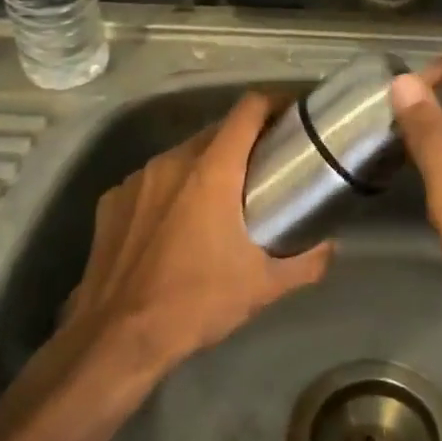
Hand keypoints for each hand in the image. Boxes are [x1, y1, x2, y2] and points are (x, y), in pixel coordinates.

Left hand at [62, 92, 332, 375]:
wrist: (116, 339)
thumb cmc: (195, 304)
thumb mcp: (263, 287)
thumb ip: (306, 262)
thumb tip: (330, 246)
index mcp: (211, 171)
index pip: (247, 111)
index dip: (274, 102)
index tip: (293, 113)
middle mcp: (171, 162)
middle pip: (216, 131)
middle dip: (244, 139)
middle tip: (267, 164)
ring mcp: (136, 180)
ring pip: (182, 155)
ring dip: (207, 164)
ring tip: (224, 195)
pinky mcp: (111, 201)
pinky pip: (152, 180)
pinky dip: (172, 189)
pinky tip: (177, 224)